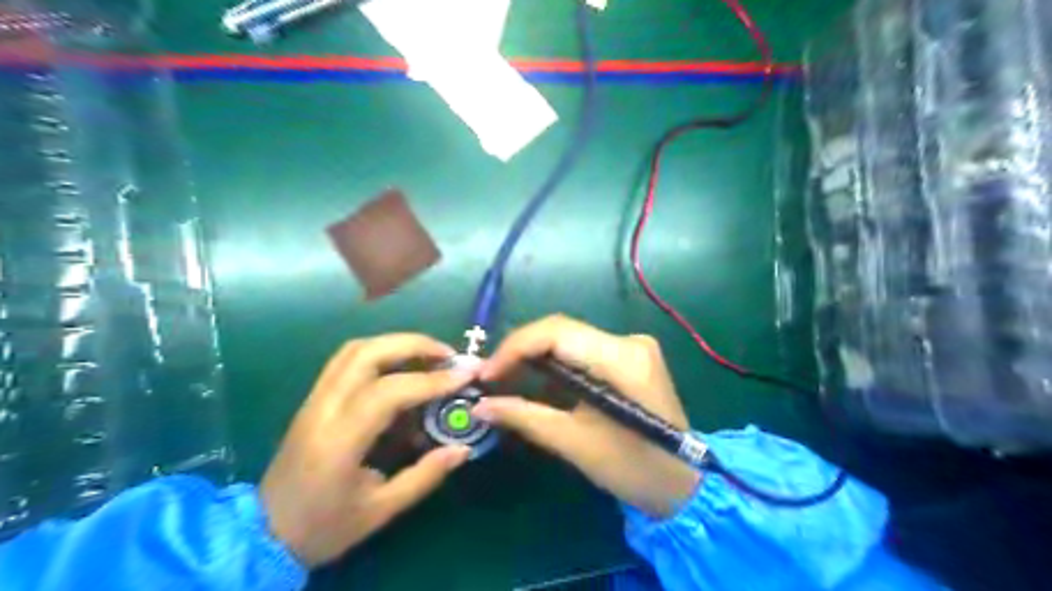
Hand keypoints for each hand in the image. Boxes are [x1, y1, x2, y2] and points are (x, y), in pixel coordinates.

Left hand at [260, 336, 474, 566]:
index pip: (388, 392)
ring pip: (355, 349)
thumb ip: (425, 476)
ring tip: (430, 356)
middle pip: (367, 353)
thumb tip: (463, 449)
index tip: (465, 376)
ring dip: (396, 343)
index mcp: (339, 441)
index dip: (431, 380)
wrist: (263, 534)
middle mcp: (323, 409)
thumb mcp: (380, 510)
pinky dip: (380, 352)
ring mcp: (314, 399)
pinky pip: (347, 360)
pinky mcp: (314, 398)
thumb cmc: (323, 526)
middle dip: (414, 345)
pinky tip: (402, 368)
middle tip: (449, 356)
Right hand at [475, 313, 696, 517]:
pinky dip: (555, 363)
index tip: (486, 374)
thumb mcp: (575, 443)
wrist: (683, 482)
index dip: (515, 347)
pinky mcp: (630, 356)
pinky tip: (535, 380)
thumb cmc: (633, 468)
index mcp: (622, 359)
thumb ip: (525, 418)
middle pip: (561, 330)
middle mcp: (629, 341)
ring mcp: (632, 345)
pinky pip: (582, 349)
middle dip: (520, 351)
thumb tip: (480, 406)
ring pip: (569, 338)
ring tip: (505, 378)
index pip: (557, 332)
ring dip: (535, 355)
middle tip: (490, 377)